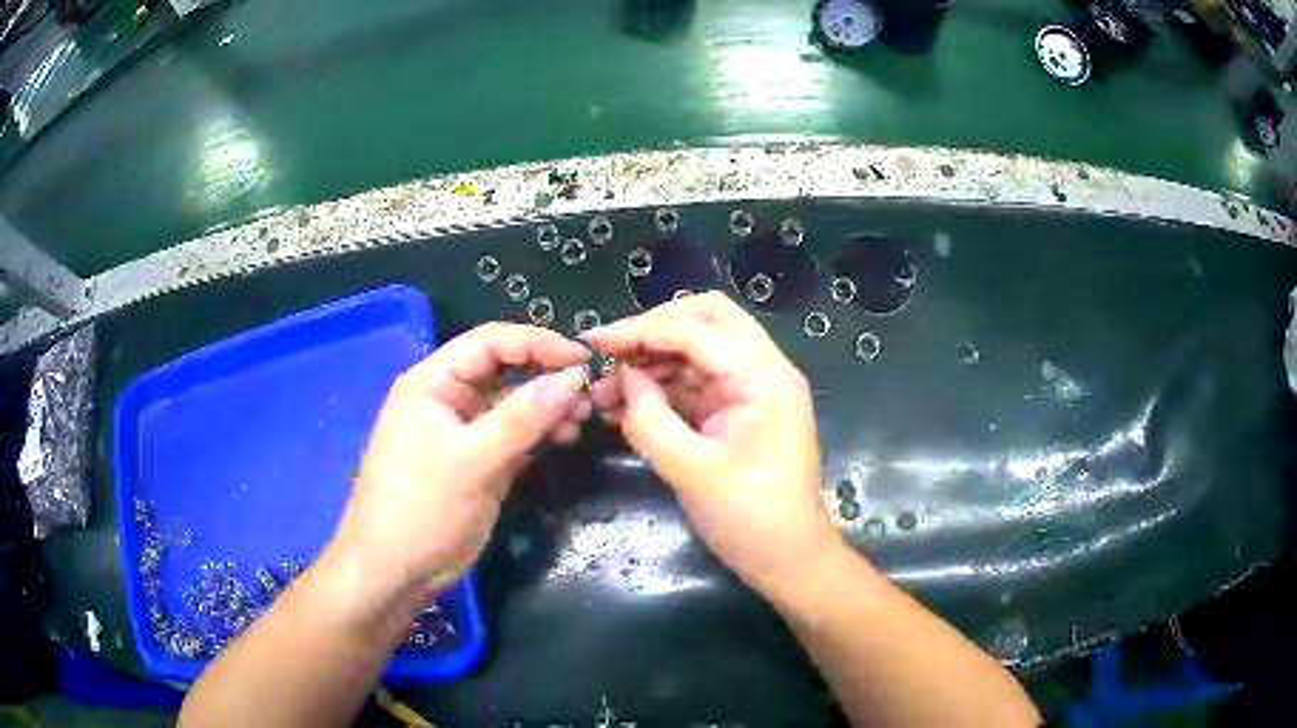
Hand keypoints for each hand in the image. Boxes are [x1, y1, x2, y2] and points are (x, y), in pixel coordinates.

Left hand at [330, 323, 590, 597]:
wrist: (395, 571)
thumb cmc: (421, 508)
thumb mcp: (471, 461)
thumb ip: (521, 417)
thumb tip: (574, 378)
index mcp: (433, 382)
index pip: (490, 342)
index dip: (538, 343)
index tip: (583, 360)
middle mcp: (448, 398)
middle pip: (504, 370)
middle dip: (547, 378)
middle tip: (590, 396)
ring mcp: (463, 432)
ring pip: (513, 404)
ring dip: (548, 407)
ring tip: (582, 421)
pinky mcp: (477, 462)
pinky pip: (514, 436)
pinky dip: (540, 434)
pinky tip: (564, 439)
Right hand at [585, 292, 839, 596]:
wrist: (789, 560)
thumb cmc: (749, 518)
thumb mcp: (691, 471)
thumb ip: (650, 419)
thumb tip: (624, 378)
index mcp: (763, 376)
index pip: (697, 329)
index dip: (642, 330)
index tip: (594, 342)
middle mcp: (761, 370)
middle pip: (705, 320)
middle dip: (653, 331)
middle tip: (609, 354)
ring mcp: (751, 389)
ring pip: (696, 350)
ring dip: (651, 362)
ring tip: (605, 391)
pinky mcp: (738, 411)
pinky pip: (695, 383)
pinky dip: (662, 388)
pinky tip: (626, 405)